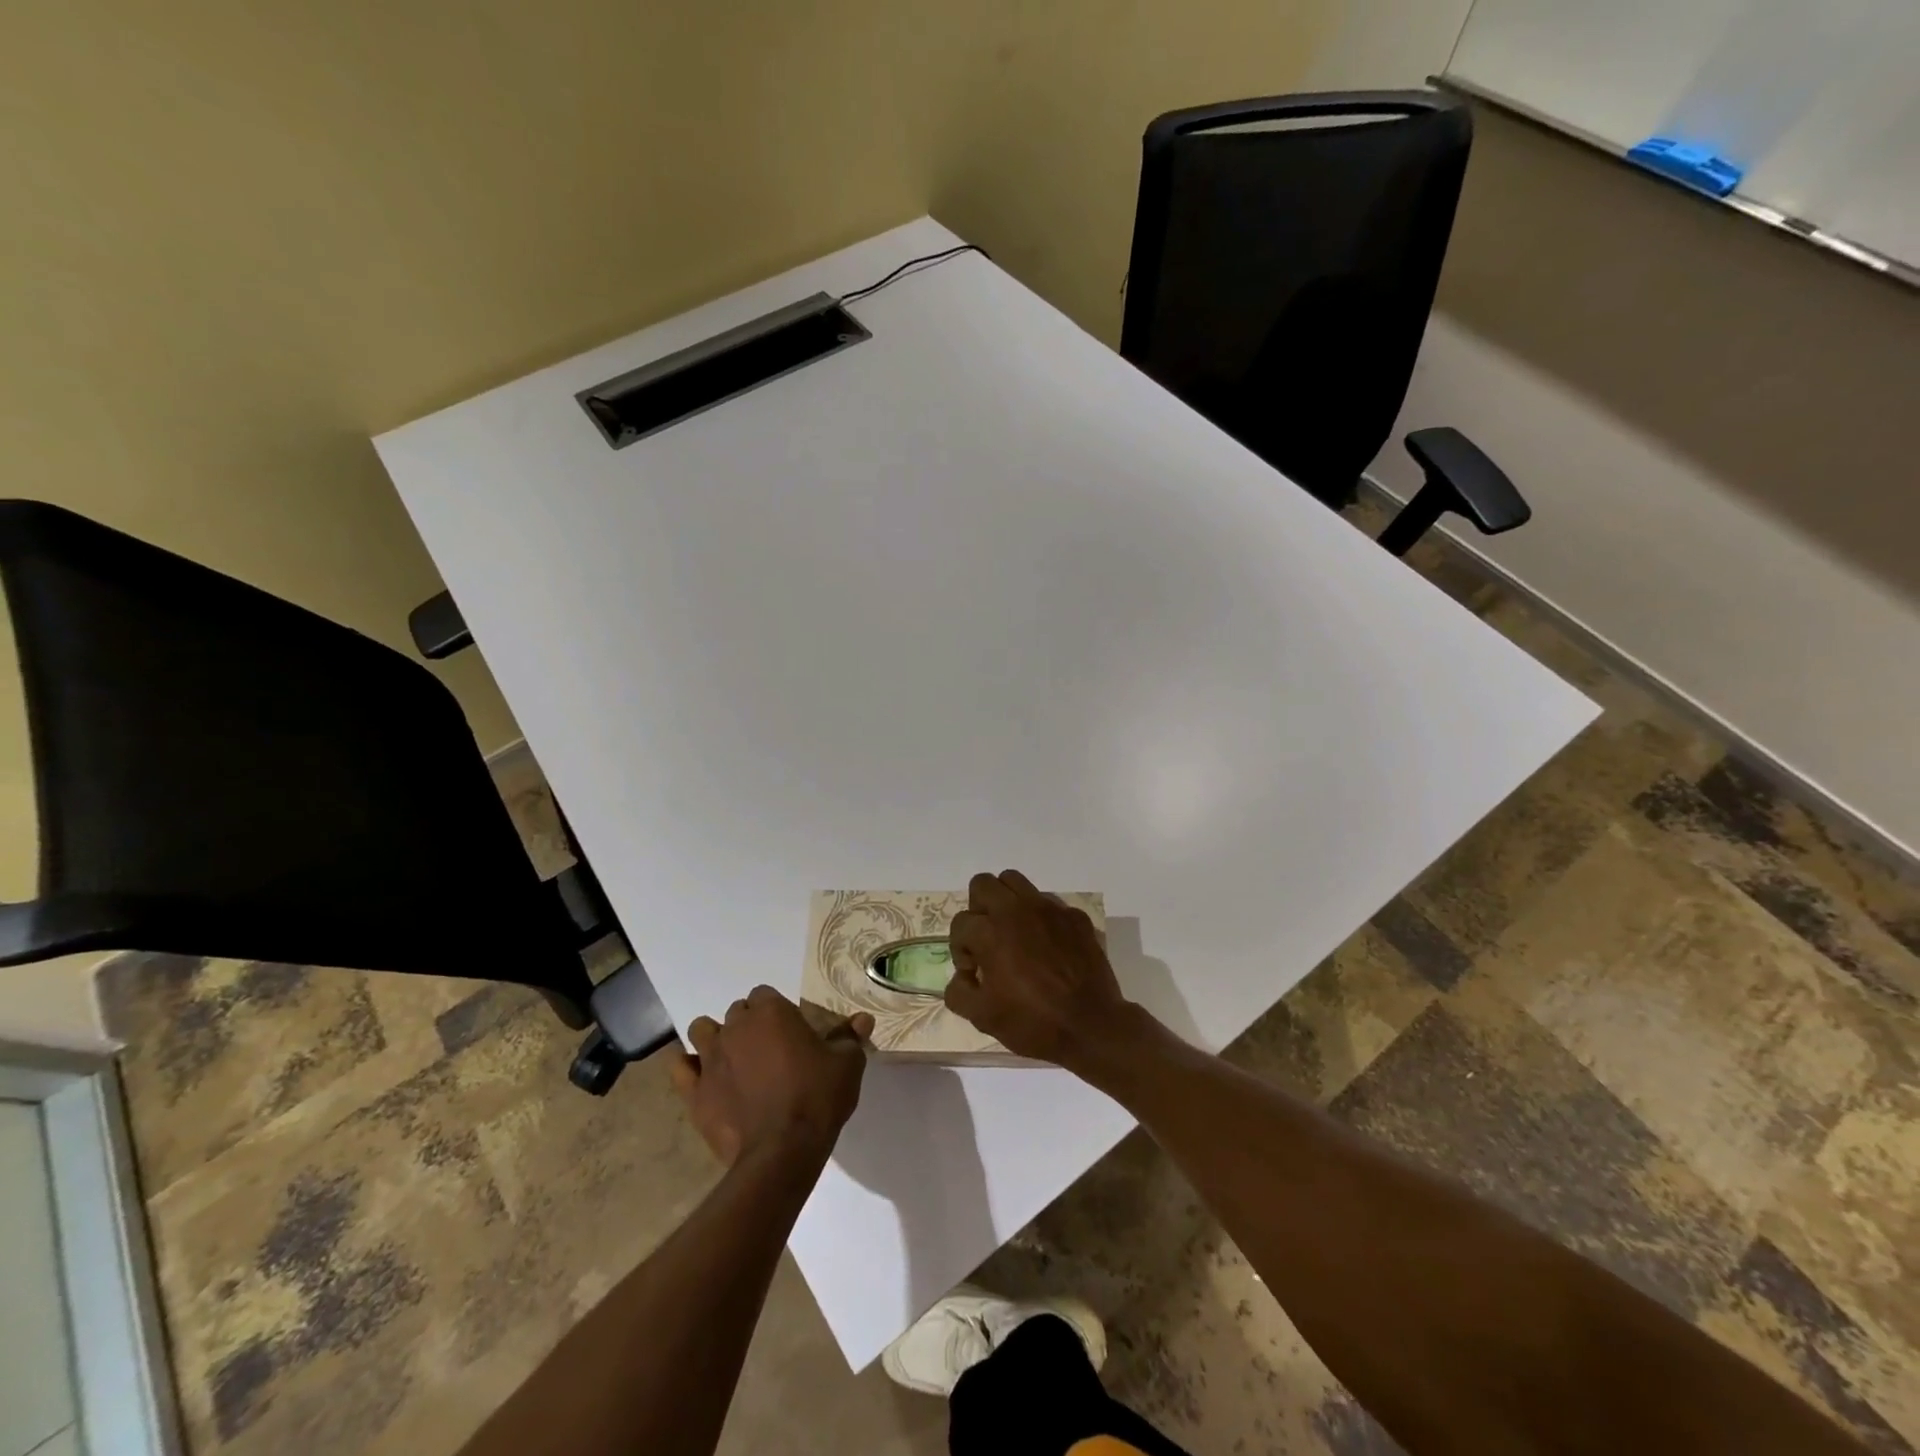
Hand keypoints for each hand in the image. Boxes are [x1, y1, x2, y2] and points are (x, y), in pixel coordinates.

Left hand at [668, 987, 872, 1168]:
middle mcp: (736, 1026)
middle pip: (737, 1012)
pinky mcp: (695, 1091)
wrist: (783, 1151)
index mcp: (771, 1011)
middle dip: (750, 1025)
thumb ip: (850, 1037)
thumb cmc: (818, 1097)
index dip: (776, 1011)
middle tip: (768, 1051)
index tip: (789, 1033)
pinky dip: (689, 1067)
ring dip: (716, 1038)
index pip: (764, 994)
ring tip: (734, 1060)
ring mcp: (711, 1058)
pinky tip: (703, 1077)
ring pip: (703, 1030)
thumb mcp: (846, 1064)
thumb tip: (863, 1019)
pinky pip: (680, 1068)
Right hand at [944, 870, 1134, 1072]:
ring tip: (1012, 933)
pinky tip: (1046, 945)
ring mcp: (1049, 908)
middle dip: (978, 910)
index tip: (975, 973)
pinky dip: (1039, 917)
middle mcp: (1016, 910)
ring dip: (1006, 902)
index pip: (960, 924)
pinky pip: (1047, 901)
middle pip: (982, 884)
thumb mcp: (982, 1017)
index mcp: (990, 932)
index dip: (961, 950)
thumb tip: (963, 976)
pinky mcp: (1074, 915)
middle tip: (987, 940)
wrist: (1091, 1026)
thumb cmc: (1033, 1022)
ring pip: (1015, 881)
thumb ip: (958, 992)